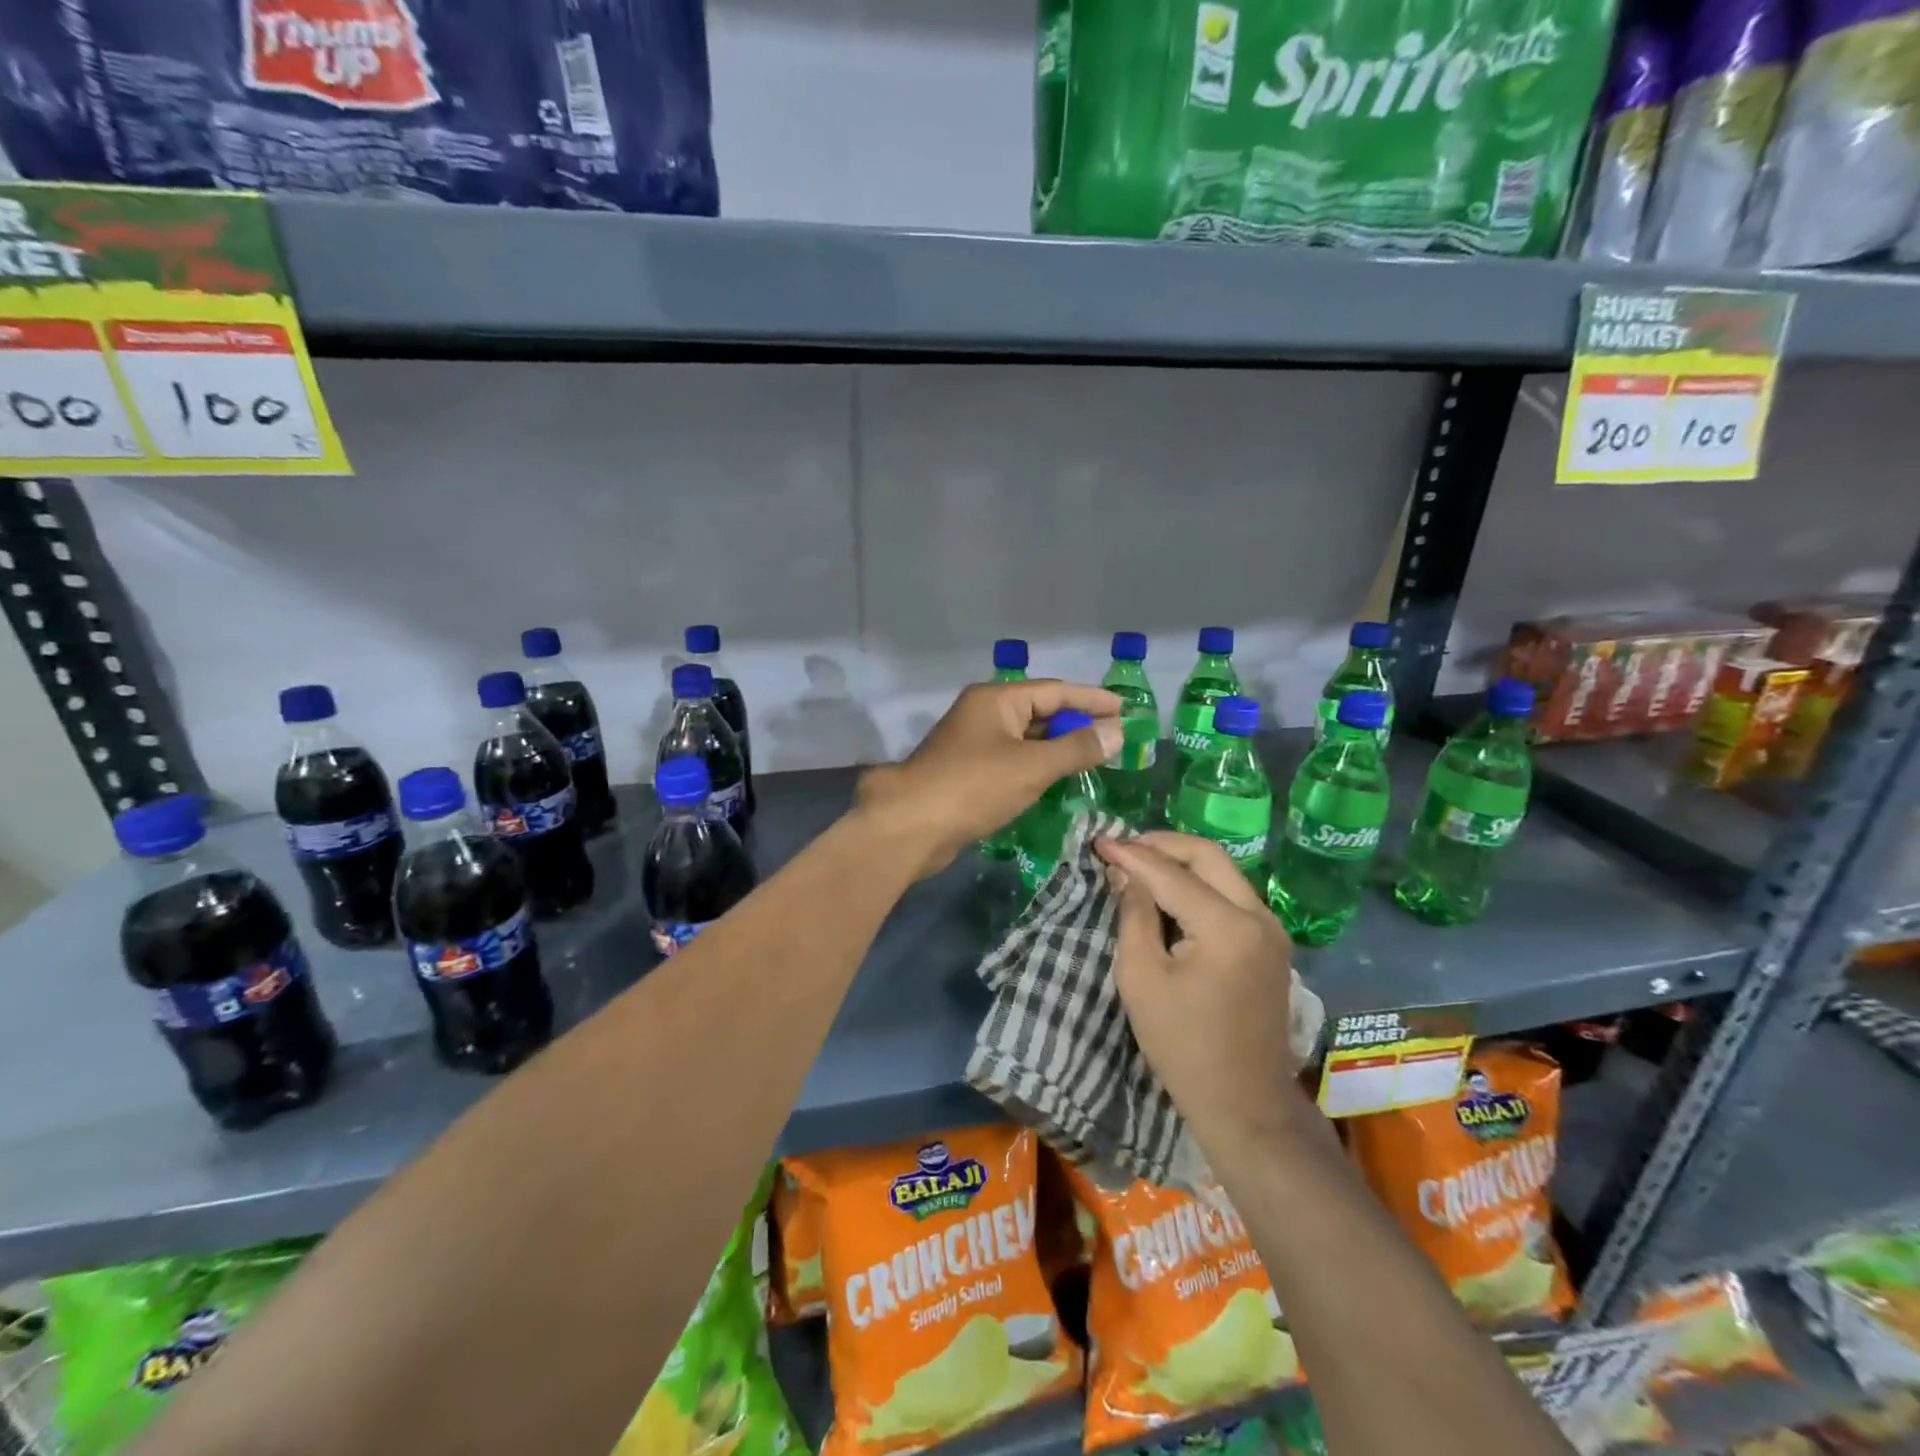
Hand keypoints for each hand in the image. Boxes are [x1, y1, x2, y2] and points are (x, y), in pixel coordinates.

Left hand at [853, 680, 1122, 879]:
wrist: (912, 825)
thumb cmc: (975, 786)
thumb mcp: (1033, 766)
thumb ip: (1077, 748)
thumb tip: (1117, 731)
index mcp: (996, 699)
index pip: (1055, 691)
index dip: (1092, 700)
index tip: (1126, 710)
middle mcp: (983, 713)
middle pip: (1040, 712)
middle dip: (1076, 725)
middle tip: (1115, 738)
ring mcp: (972, 743)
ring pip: (1025, 739)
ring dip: (1057, 748)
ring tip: (1095, 758)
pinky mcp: (967, 771)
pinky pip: (1012, 760)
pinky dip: (1037, 766)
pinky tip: (1058, 780)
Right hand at [1097, 832, 1311, 1146]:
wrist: (1244, 1103)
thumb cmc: (1183, 1045)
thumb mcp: (1141, 978)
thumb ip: (1134, 916)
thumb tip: (1125, 873)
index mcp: (1227, 927)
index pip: (1171, 874)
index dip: (1131, 854)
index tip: (1098, 841)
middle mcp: (1259, 916)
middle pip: (1208, 855)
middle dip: (1162, 844)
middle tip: (1122, 848)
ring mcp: (1271, 928)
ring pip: (1223, 870)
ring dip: (1181, 861)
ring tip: (1139, 864)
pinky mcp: (1271, 942)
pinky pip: (1232, 893)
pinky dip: (1199, 883)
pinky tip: (1169, 891)